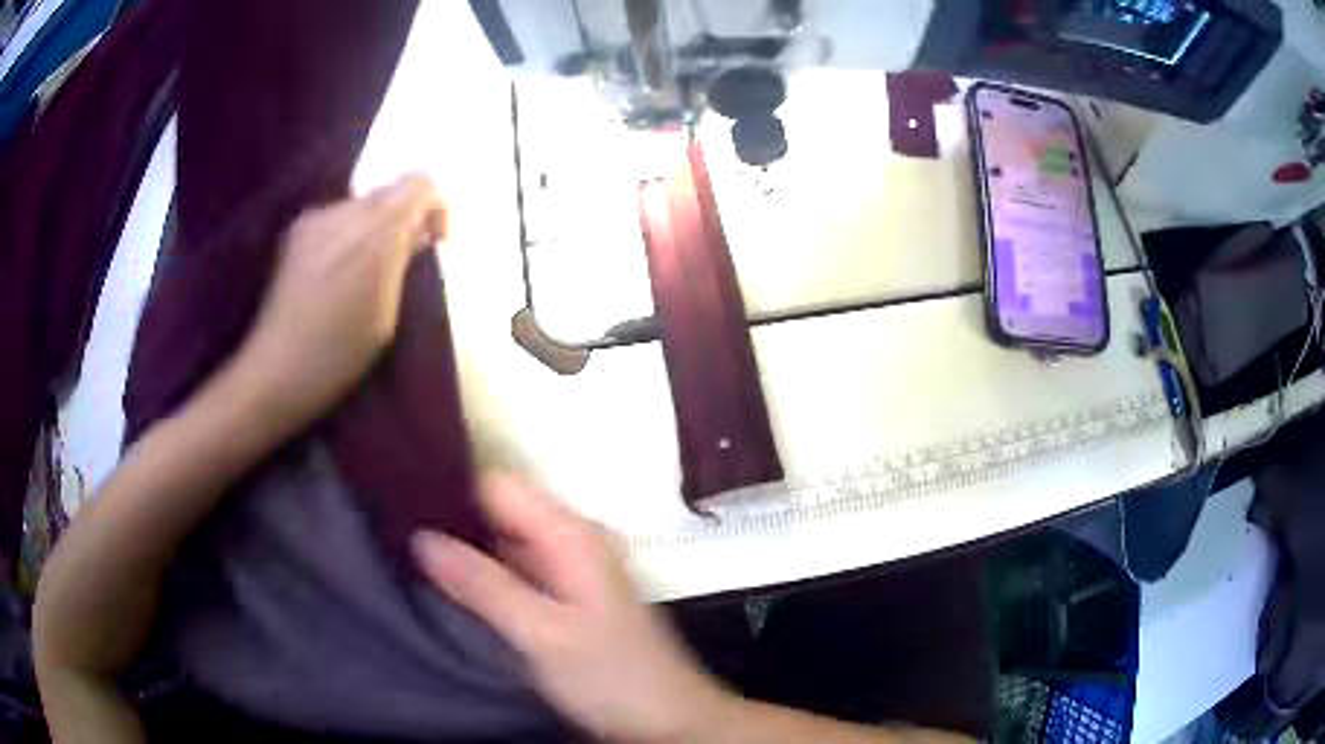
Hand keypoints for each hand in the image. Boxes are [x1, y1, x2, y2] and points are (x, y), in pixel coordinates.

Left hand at [235, 174, 445, 426]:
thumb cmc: (338, 355)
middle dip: (403, 218)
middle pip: (389, 192)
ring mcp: (314, 220)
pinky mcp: (295, 232)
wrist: (274, 371)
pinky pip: (338, 219)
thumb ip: (404, 263)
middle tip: (404, 259)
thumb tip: (419, 232)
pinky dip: (349, 236)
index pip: (418, 185)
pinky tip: (339, 274)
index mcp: (373, 234)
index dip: (434, 206)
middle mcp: (342, 213)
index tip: (434, 241)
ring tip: (368, 272)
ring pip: (362, 205)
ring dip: (374, 228)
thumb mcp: (387, 315)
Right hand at [413, 477, 732, 743]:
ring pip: (501, 544)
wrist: (665, 719)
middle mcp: (568, 542)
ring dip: (462, 551)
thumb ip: (484, 585)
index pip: (497, 486)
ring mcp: (565, 571)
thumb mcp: (543, 634)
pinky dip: (480, 576)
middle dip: (450, 522)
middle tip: (394, 535)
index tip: (400, 503)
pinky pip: (511, 573)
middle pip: (498, 512)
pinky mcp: (561, 599)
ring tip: (406, 559)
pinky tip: (443, 588)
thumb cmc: (610, 676)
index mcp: (570, 535)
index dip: (450, 489)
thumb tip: (420, 536)